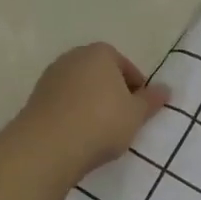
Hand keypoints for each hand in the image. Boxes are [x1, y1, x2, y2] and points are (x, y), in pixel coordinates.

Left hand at [16, 43, 168, 182]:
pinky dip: (73, 114)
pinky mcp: (35, 98)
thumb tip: (166, 89)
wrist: (47, 146)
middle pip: (101, 74)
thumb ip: (151, 100)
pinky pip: (63, 103)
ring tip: (101, 131)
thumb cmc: (101, 122)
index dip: (136, 89)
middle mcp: (73, 57)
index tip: (140, 110)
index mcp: (100, 53)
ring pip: (80, 89)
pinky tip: (79, 135)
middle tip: (123, 119)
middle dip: (112, 93)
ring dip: (91, 104)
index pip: (126, 66)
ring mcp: (50, 77)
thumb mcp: (136, 114)